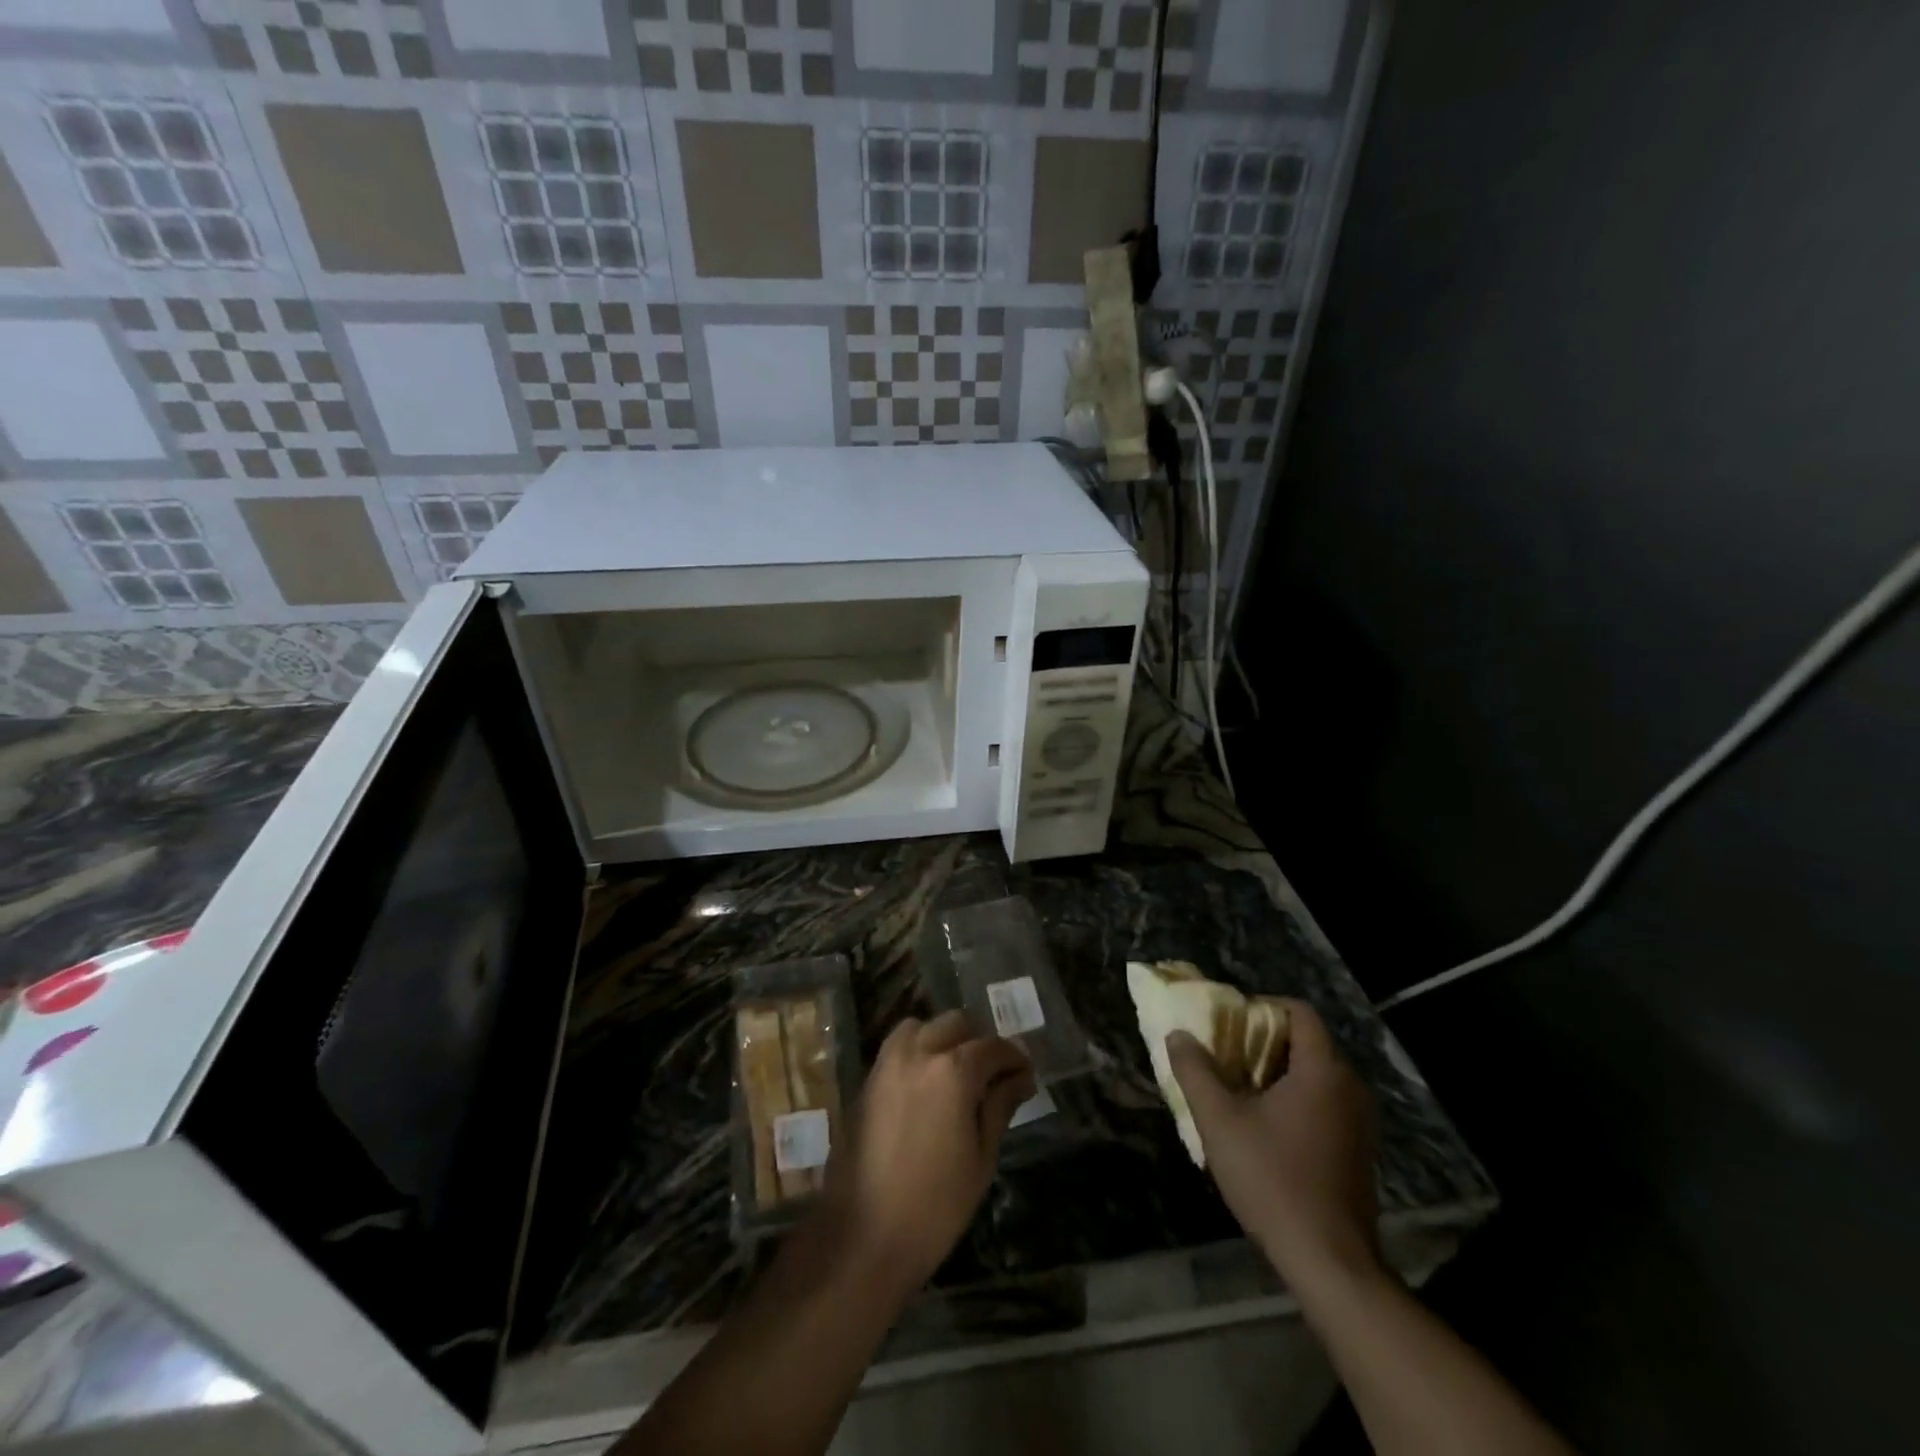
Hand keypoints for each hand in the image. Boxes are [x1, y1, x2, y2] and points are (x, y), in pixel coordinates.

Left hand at [816, 1011, 1034, 1297]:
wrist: (862, 1237)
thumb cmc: (935, 1206)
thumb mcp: (981, 1157)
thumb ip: (1000, 1106)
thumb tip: (1021, 1077)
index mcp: (952, 1070)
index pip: (993, 1047)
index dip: (1014, 1058)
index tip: (1026, 1076)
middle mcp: (917, 1052)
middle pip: (956, 1024)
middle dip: (979, 1042)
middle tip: (994, 1075)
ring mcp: (886, 1063)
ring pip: (922, 1027)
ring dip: (944, 1039)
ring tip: (958, 1075)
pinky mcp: (866, 1080)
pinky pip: (898, 1047)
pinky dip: (918, 1051)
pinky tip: (928, 1086)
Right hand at [1167, 999, 1379, 1288]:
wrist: (1330, 1262)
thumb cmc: (1273, 1179)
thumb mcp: (1219, 1121)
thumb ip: (1195, 1071)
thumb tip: (1179, 1035)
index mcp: (1323, 1070)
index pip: (1299, 1011)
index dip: (1262, 1006)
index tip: (1230, 1024)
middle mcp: (1350, 1087)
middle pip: (1306, 1042)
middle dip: (1263, 1042)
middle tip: (1225, 1056)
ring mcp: (1360, 1121)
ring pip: (1315, 1075)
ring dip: (1277, 1073)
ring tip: (1238, 1091)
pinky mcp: (1359, 1150)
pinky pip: (1325, 1103)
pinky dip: (1295, 1100)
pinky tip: (1265, 1128)